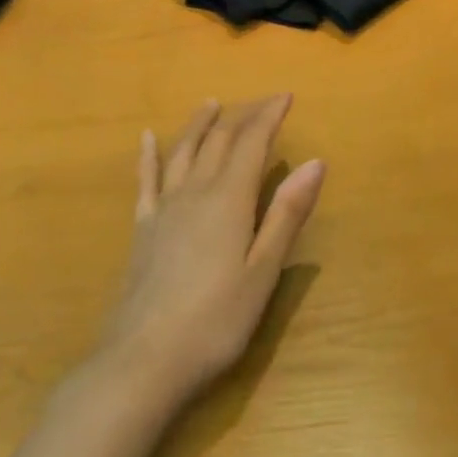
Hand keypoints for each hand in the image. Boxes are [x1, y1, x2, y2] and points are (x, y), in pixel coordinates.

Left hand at [98, 95, 323, 405]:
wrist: (142, 361)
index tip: (285, 96)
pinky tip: (147, 138)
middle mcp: (195, 192)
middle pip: (219, 141)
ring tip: (211, 104)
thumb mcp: (263, 272)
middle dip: (242, 116)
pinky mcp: (142, 229)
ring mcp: (164, 209)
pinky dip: (149, 155)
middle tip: (262, 102)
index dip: (268, 116)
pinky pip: (146, 181)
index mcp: (229, 199)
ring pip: (183, 152)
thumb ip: (287, 214)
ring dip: (200, 124)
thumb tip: (315, 163)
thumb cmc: (215, 321)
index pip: (252, 143)